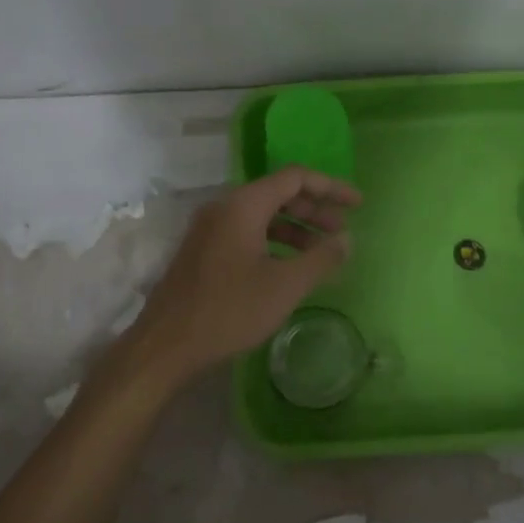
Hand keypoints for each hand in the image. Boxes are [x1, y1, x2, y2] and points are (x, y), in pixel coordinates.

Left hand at [125, 166, 362, 386]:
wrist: (165, 345)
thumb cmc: (229, 310)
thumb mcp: (285, 286)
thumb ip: (321, 258)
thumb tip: (346, 239)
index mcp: (244, 205)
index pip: (295, 178)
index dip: (331, 187)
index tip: (358, 204)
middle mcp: (225, 207)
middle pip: (279, 193)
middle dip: (315, 209)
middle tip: (343, 231)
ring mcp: (210, 229)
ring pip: (263, 215)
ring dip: (296, 228)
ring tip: (323, 252)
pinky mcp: (204, 250)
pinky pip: (247, 232)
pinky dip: (275, 241)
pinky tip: (290, 266)